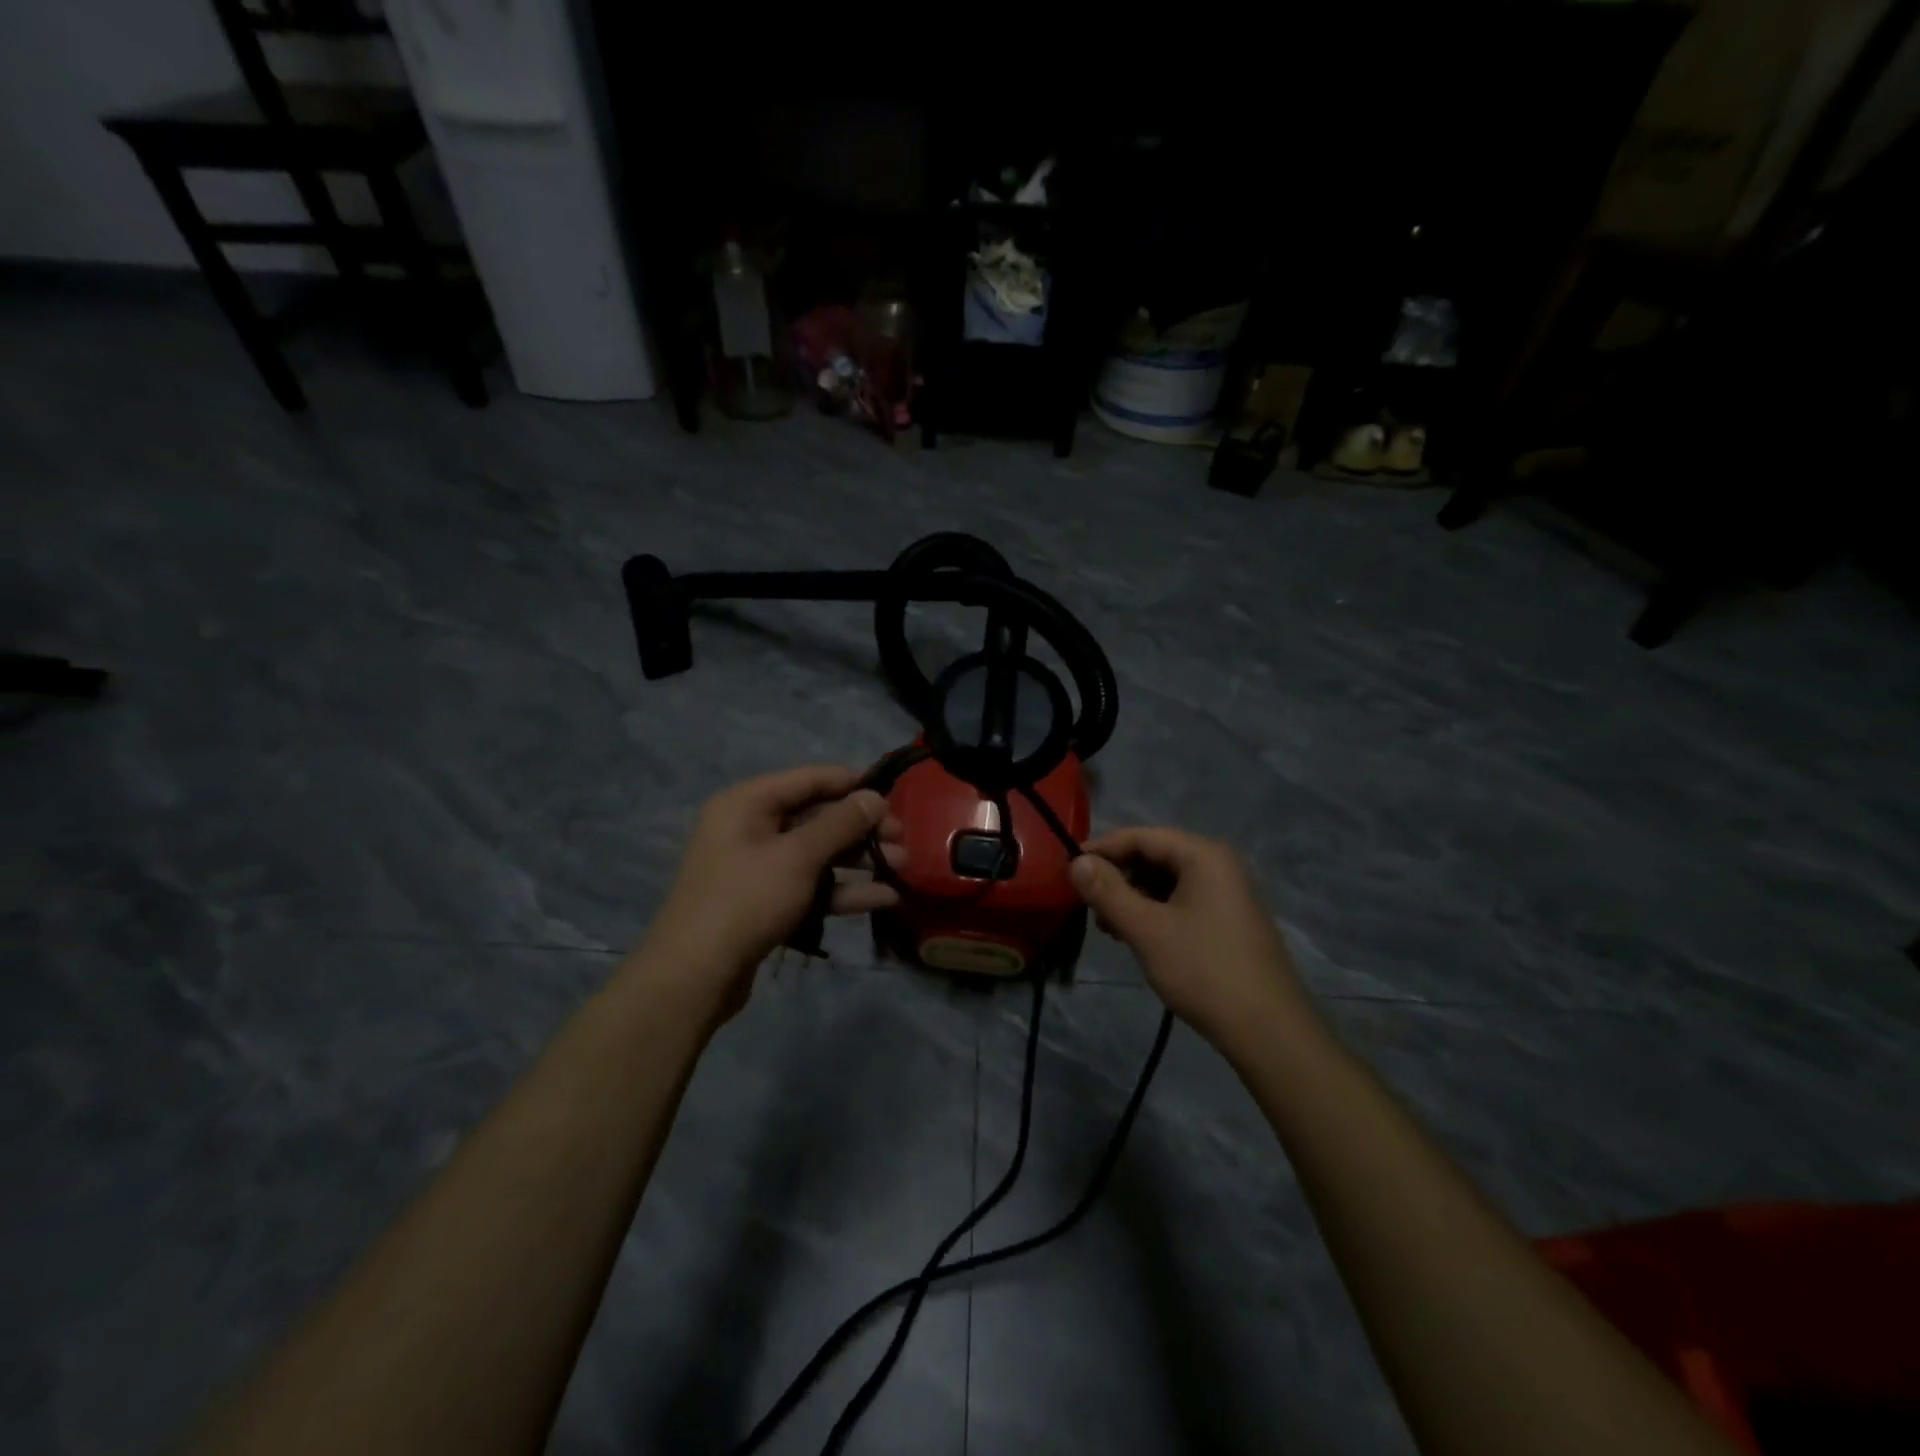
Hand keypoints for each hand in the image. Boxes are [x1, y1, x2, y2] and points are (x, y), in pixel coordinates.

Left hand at [633, 765, 904, 1018]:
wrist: (695, 975)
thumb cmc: (747, 899)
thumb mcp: (799, 856)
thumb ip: (840, 823)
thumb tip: (874, 796)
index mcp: (749, 802)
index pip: (811, 779)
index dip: (853, 784)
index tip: (894, 795)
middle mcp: (751, 827)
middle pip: (817, 816)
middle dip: (862, 829)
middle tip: (903, 839)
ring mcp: (759, 866)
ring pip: (818, 853)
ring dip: (859, 860)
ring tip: (903, 867)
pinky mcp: (767, 901)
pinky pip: (810, 884)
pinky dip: (843, 889)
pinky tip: (883, 898)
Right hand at [1069, 827, 1310, 1049]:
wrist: (1269, 1031)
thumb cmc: (1204, 971)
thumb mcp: (1147, 930)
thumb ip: (1108, 891)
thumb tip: (1077, 862)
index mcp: (1204, 855)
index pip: (1142, 836)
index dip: (1102, 849)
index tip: (1069, 869)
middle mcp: (1218, 865)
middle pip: (1155, 856)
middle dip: (1117, 876)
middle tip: (1087, 905)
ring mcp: (1227, 893)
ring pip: (1166, 881)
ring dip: (1133, 897)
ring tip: (1108, 927)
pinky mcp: (1228, 920)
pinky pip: (1181, 901)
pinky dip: (1154, 912)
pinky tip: (1135, 936)